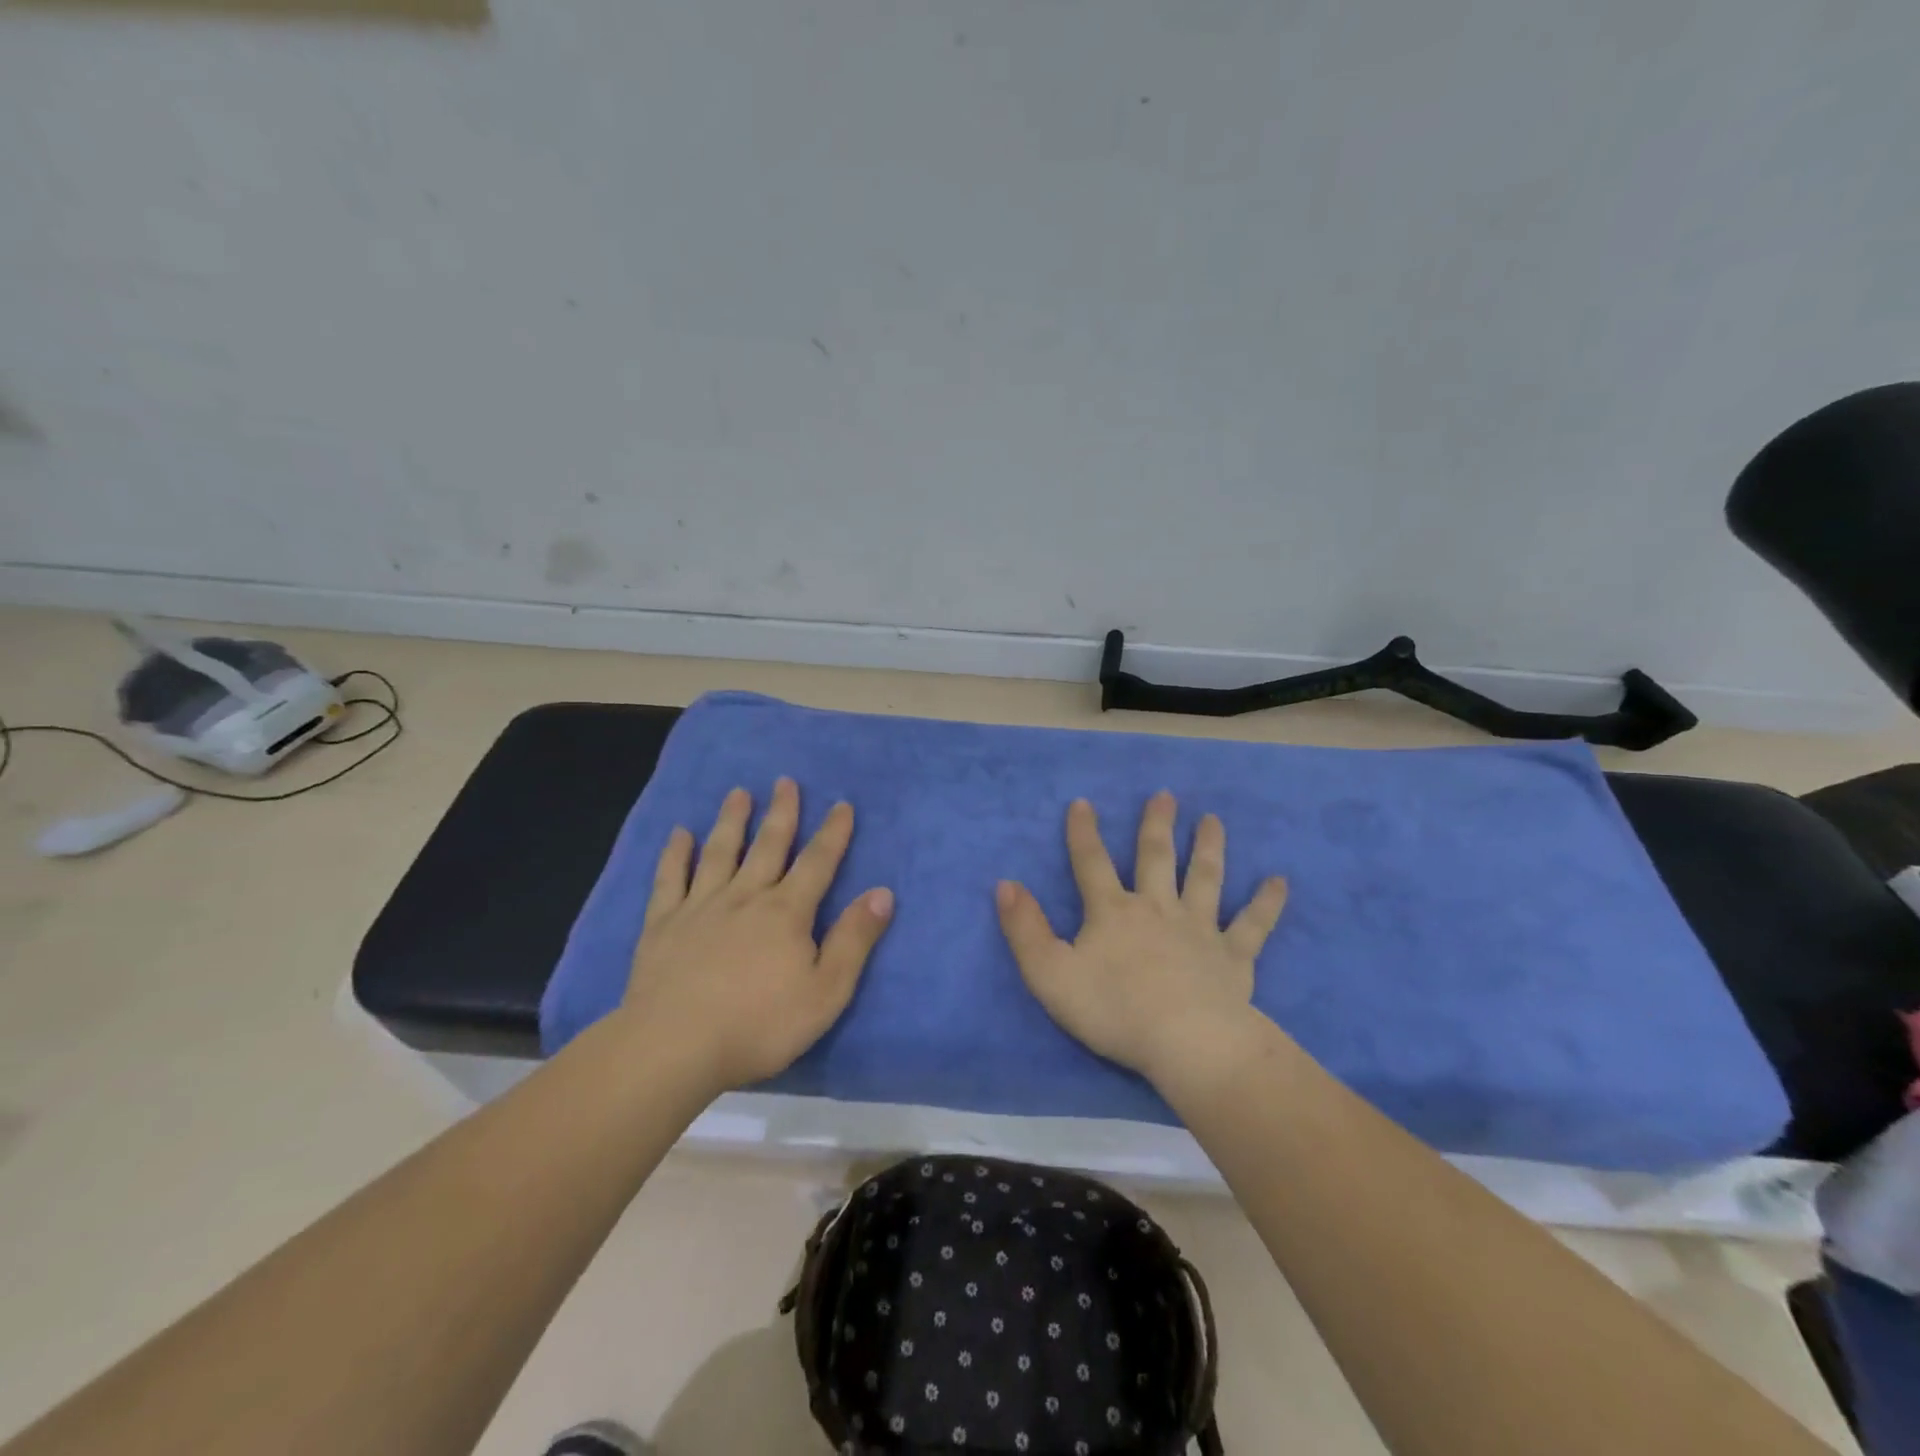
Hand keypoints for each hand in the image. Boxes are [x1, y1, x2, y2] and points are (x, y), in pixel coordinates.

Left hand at [623, 778, 893, 1093]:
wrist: (674, 1047)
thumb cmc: (759, 1025)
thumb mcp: (826, 991)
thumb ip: (854, 940)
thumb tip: (883, 893)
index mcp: (787, 912)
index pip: (817, 862)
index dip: (833, 833)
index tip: (842, 804)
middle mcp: (745, 896)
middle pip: (768, 845)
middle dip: (781, 812)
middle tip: (785, 781)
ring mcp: (700, 906)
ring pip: (720, 852)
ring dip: (731, 821)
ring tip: (738, 793)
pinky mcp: (663, 924)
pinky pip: (670, 879)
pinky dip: (675, 854)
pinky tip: (678, 834)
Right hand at [995, 792, 1287, 1087]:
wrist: (1185, 1042)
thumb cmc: (1113, 1010)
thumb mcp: (1049, 974)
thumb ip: (1024, 929)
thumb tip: (1005, 884)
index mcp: (1113, 912)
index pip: (1092, 863)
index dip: (1083, 833)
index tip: (1083, 802)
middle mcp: (1157, 908)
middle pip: (1155, 858)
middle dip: (1157, 825)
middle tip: (1166, 795)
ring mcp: (1199, 929)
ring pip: (1204, 878)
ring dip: (1208, 847)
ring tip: (1213, 820)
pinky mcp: (1234, 956)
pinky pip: (1253, 924)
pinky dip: (1266, 902)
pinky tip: (1279, 881)